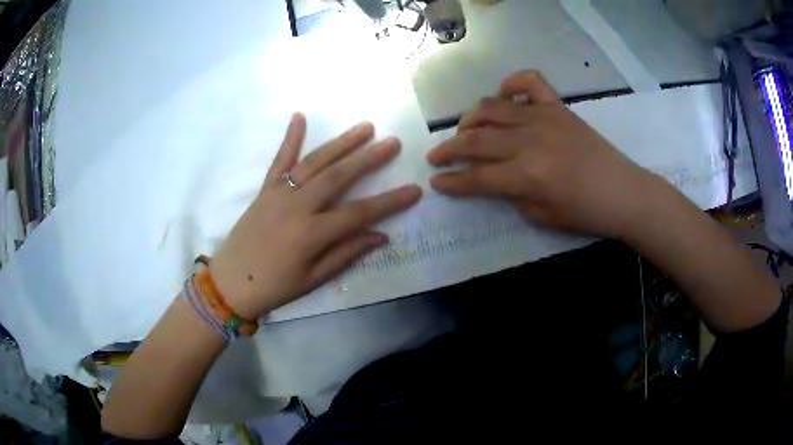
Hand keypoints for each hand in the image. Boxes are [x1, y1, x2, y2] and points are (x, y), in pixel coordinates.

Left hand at [209, 114, 421, 318]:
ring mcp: (278, 194)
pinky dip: (289, 138)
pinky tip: (299, 116)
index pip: (359, 213)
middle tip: (392, 143)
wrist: (230, 283)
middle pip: (338, 177)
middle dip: (368, 159)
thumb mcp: (314, 279)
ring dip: (340, 143)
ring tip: (364, 127)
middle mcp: (297, 207)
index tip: (414, 190)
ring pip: (314, 162)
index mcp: (311, 234)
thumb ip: (346, 254)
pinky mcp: (264, 190)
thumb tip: (380, 235)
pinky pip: (279, 160)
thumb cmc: (275, 287)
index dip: (389, 202)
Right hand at [427, 70, 654, 238]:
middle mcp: (529, 140)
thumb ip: (512, 195)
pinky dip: (511, 83)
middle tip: (436, 156)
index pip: (477, 177)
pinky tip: (504, 96)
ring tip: (465, 130)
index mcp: (526, 175)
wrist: (624, 193)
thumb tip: (494, 179)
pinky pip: (529, 82)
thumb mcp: (542, 217)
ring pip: (492, 107)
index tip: (435, 181)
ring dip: (470, 118)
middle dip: (449, 149)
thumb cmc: (586, 213)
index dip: (452, 181)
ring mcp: (543, 117)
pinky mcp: (557, 106)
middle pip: (476, 139)